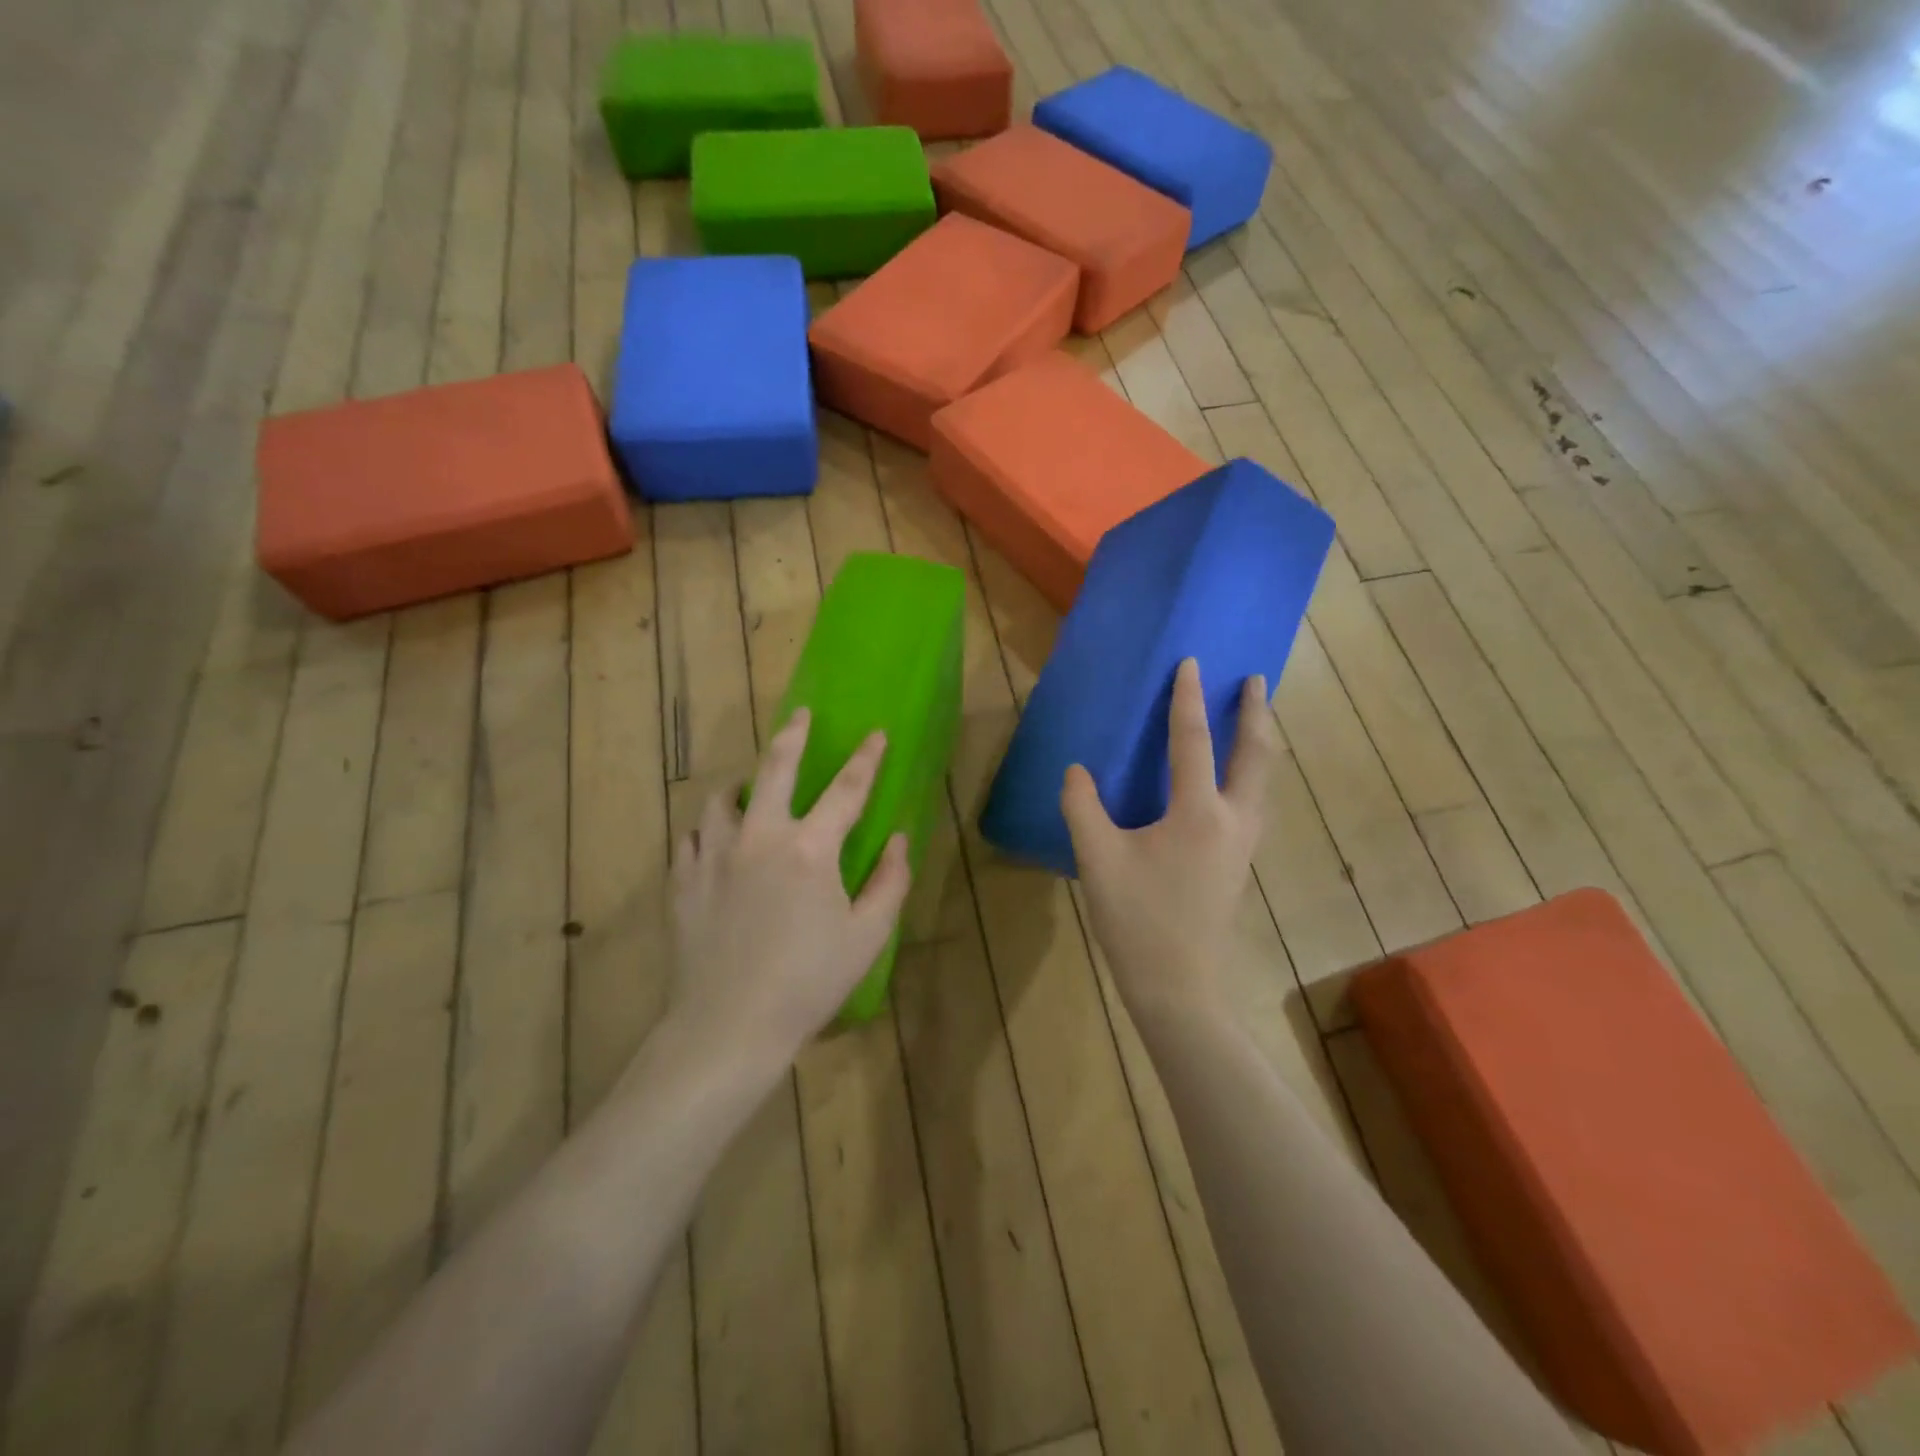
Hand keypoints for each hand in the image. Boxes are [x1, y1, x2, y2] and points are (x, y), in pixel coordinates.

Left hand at [668, 710, 911, 1065]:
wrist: (728, 1027)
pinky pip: (692, 838)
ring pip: (722, 799)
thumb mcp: (867, 937)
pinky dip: (708, 830)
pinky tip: (714, 840)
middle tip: (800, 715)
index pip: (847, 789)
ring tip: (748, 786)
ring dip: (741, 784)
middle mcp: (760, 837)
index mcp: (810, 849)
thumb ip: (889, 882)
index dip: (866, 759)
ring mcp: (714, 856)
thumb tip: (898, 840)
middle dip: (792, 736)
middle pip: (775, 768)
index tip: (876, 734)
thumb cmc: (808, 983)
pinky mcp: (684, 881)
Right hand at [1062, 659, 1277, 1025]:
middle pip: (1255, 755)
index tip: (1191, 662)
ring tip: (1255, 716)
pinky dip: (1254, 771)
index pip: (1193, 741)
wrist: (1178, 986)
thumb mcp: (1097, 860)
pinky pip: (1255, 800)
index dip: (1188, 699)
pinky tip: (1239, 777)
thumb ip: (1082, 807)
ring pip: (1263, 779)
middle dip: (1255, 713)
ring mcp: (1243, 844)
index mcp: (1197, 813)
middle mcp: (1232, 820)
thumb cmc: (1137, 920)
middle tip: (1255, 679)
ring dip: (1261, 741)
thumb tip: (1077, 770)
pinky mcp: (1240, 862)